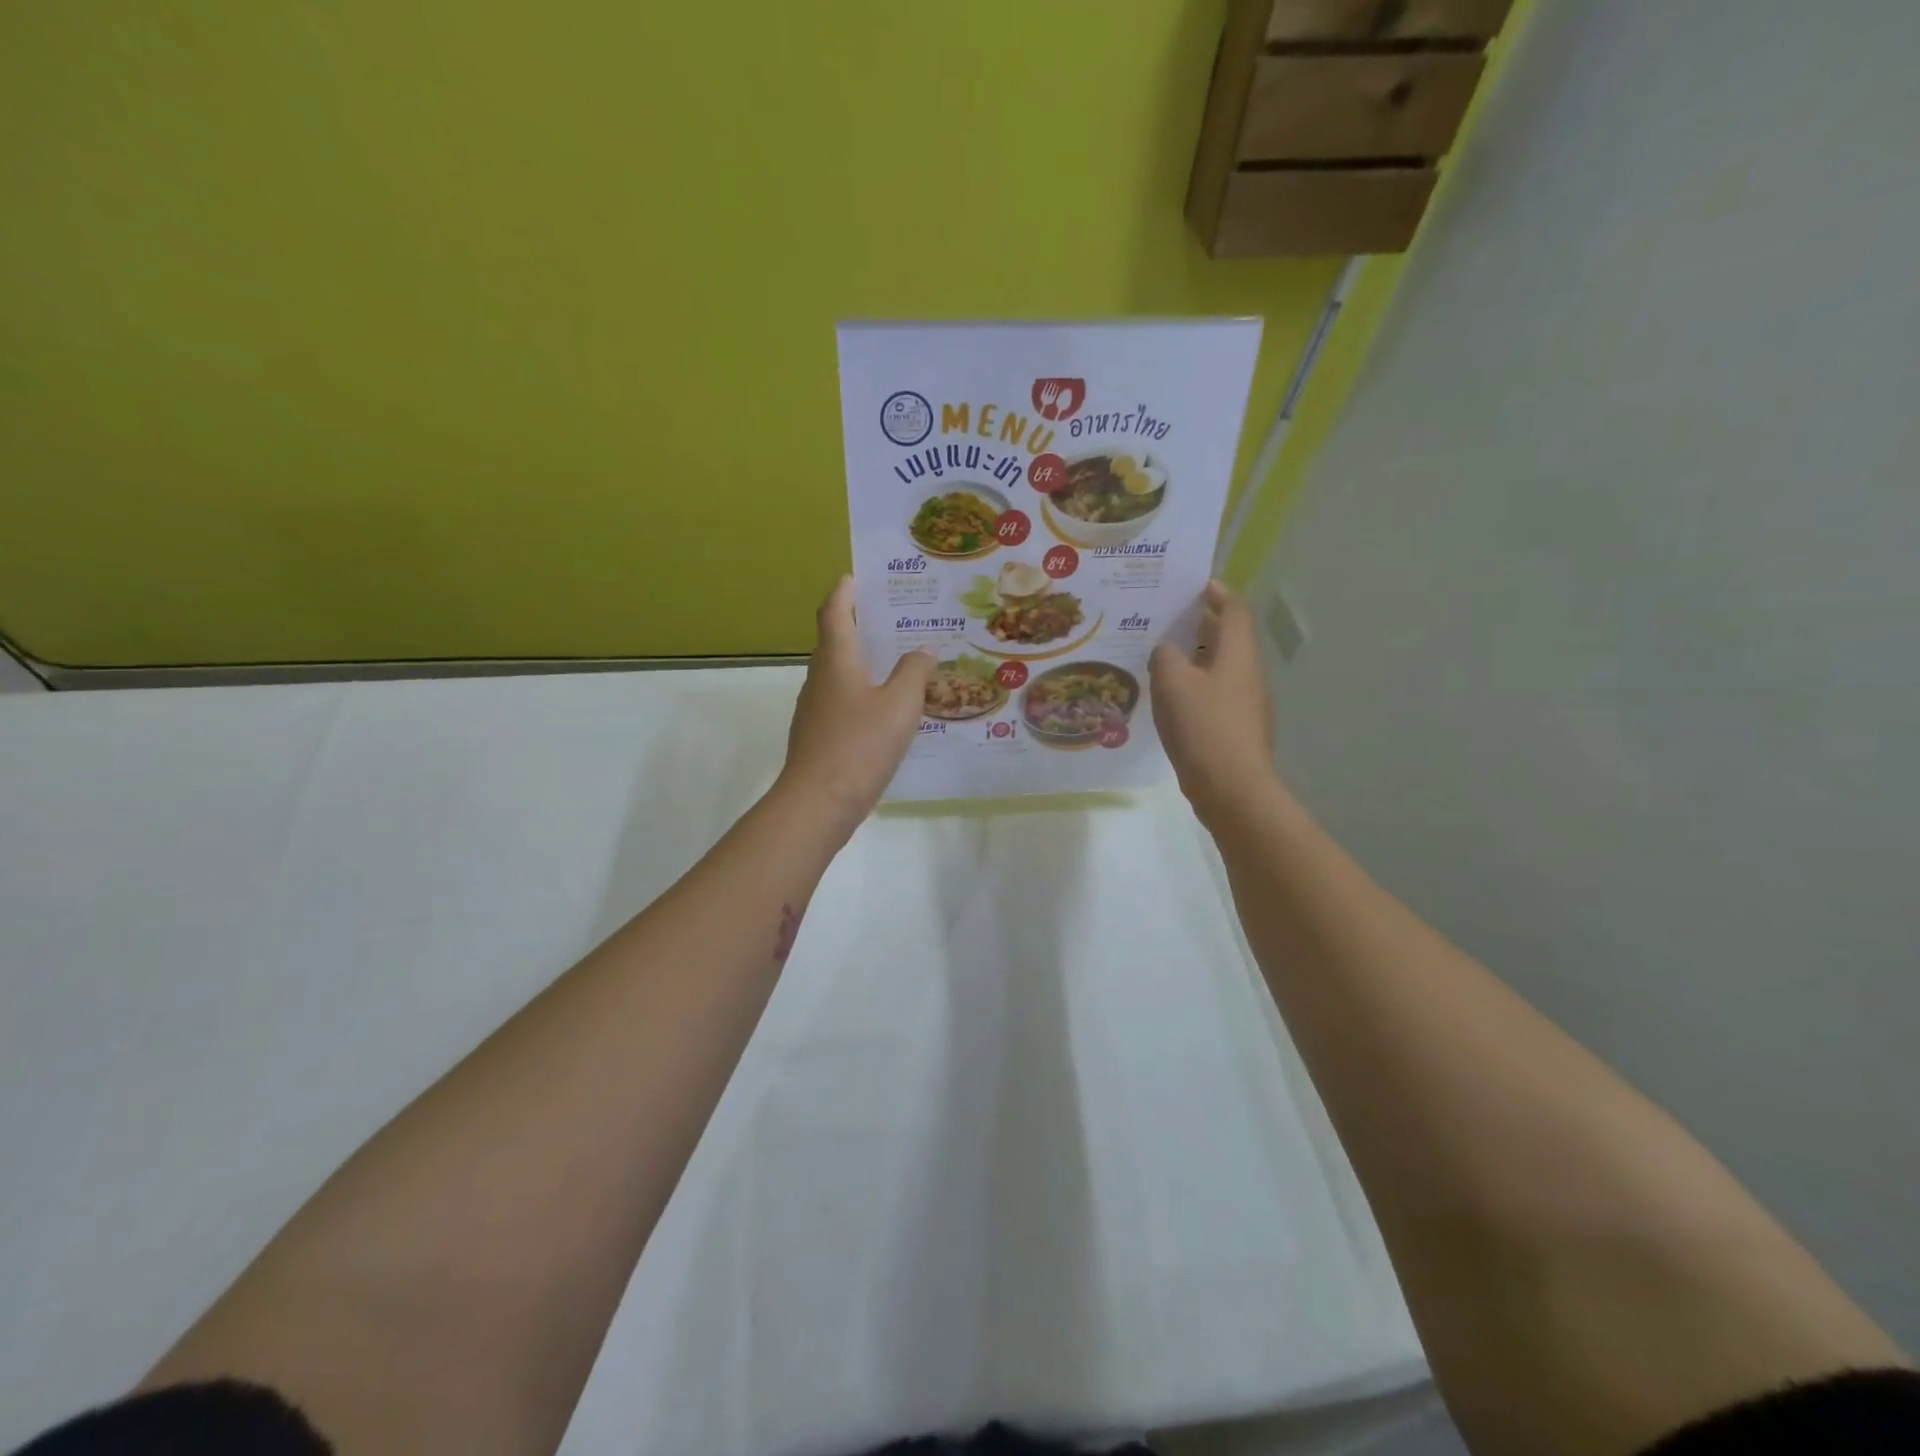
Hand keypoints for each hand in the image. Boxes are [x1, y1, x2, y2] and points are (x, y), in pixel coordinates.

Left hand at [777, 577, 934, 837]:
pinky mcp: (818, 735)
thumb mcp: (900, 706)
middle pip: (836, 640)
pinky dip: (863, 693)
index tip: (858, 577)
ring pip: (840, 673)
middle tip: (896, 619)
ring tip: (900, 662)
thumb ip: (914, 672)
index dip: (844, 591)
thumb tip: (923, 648)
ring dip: (864, 661)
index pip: (834, 611)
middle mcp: (820, 677)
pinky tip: (888, 710)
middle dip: (861, 625)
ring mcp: (815, 709)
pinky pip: (843, 701)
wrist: (818, 803)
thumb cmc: (859, 745)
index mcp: (836, 659)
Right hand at [1150, 581, 1278, 825]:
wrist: (1232, 789)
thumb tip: (1167, 650)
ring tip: (1160, 659)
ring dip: (1195, 658)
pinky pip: (1217, 695)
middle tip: (1165, 621)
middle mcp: (1249, 673)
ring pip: (1221, 668)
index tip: (1193, 586)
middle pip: (1229, 638)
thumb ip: (1165, 655)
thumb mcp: (1172, 682)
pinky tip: (1170, 700)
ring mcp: (1248, 704)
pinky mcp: (1238, 729)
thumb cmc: (1203, 727)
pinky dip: (1196, 687)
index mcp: (1238, 653)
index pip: (1235, 609)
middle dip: (1200, 625)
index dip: (1217, 593)